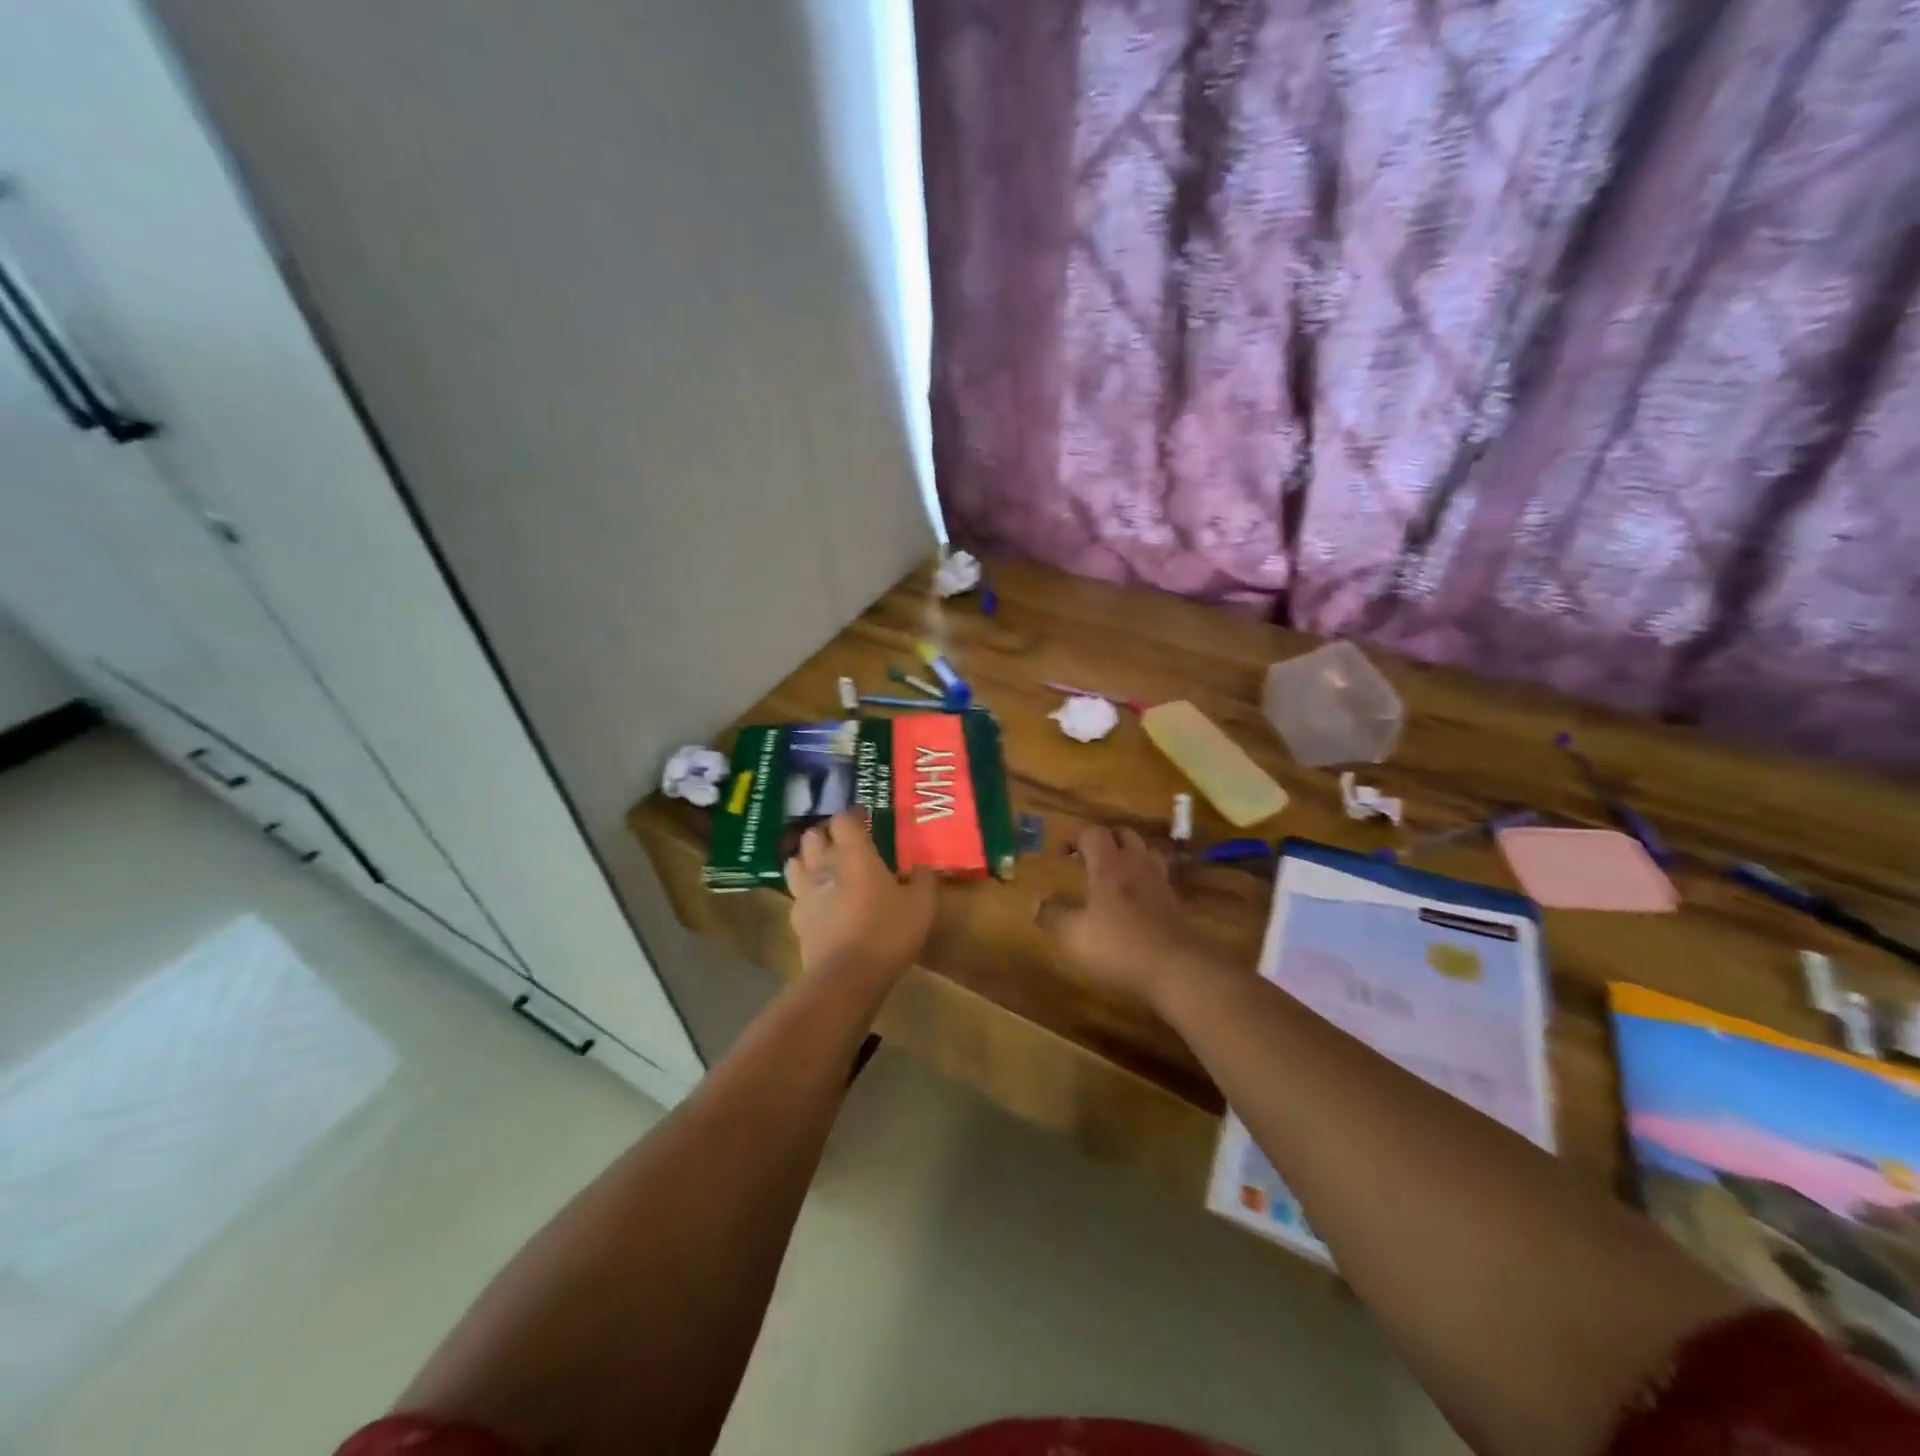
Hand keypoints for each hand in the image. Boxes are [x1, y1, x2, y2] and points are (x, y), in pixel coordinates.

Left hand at [785, 810, 936, 980]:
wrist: (846, 977)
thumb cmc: (887, 932)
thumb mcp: (921, 906)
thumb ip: (923, 881)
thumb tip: (923, 869)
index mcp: (854, 854)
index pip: (843, 819)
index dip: (852, 816)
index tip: (865, 818)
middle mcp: (824, 866)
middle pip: (812, 835)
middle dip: (826, 834)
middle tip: (845, 843)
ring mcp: (805, 893)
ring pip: (795, 862)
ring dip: (808, 860)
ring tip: (825, 868)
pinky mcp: (796, 920)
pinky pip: (797, 896)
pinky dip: (806, 893)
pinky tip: (821, 903)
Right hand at [1039, 826, 1213, 1008]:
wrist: (1178, 968)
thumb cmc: (1119, 946)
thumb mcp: (1073, 936)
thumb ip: (1053, 916)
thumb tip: (1037, 901)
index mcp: (1108, 866)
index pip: (1093, 833)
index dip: (1075, 838)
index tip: (1062, 855)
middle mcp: (1136, 866)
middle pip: (1125, 835)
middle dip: (1106, 840)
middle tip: (1090, 858)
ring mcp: (1161, 884)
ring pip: (1148, 853)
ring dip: (1132, 856)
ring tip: (1117, 873)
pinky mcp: (1177, 905)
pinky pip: (1161, 879)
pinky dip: (1147, 881)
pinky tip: (1139, 900)